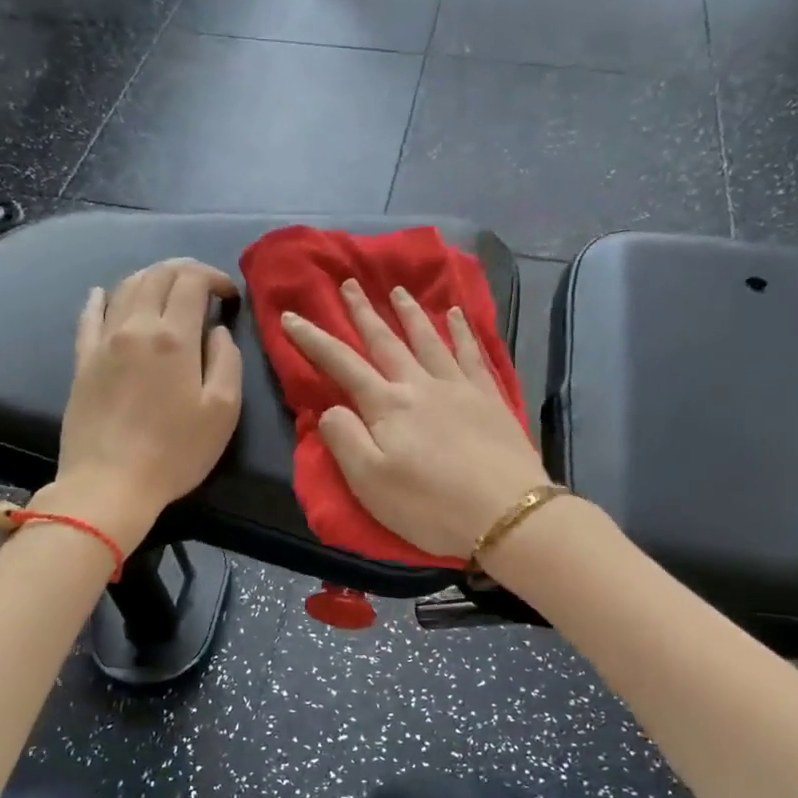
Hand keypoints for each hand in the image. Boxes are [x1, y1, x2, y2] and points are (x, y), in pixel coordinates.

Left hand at [50, 259, 243, 547]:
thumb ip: (227, 361)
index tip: (229, 295)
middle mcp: (136, 327)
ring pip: (125, 287)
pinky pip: (89, 315)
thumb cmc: (176, 452)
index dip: (214, 278)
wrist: (110, 484)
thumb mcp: (223, 411)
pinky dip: (102, 298)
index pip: (191, 281)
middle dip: (184, 271)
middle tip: (203, 286)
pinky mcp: (82, 361)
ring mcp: (104, 342)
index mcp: (174, 337)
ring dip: (150, 279)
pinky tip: (105, 294)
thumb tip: (216, 331)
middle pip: (157, 276)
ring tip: (167, 291)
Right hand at [280, 279, 550, 561]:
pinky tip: (457, 315)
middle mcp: (421, 385)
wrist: (506, 513)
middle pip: (386, 341)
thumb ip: (344, 439)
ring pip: (429, 339)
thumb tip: (331, 407)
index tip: (291, 316)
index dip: (313, 339)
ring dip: (410, 313)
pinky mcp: (490, 398)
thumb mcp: (369, 482)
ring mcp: (459, 387)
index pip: (341, 363)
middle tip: (350, 284)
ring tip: (398, 290)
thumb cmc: (430, 505)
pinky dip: (462, 331)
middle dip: (364, 312)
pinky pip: (472, 353)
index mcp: (387, 405)